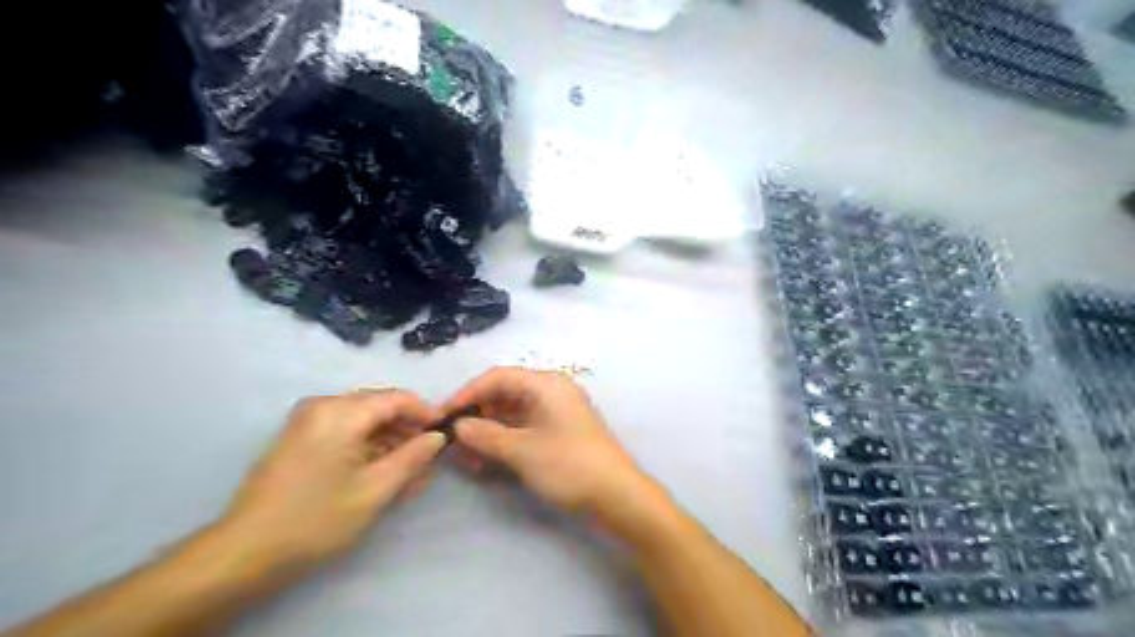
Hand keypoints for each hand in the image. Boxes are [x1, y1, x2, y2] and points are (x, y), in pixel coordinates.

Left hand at [215, 391, 444, 575]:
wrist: (242, 553)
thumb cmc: (315, 519)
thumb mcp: (374, 490)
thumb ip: (412, 457)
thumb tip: (438, 437)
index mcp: (340, 412)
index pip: (397, 398)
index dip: (426, 413)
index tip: (446, 434)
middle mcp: (323, 405)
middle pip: (380, 407)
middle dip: (407, 431)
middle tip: (428, 460)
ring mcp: (308, 420)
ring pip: (364, 421)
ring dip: (390, 442)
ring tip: (409, 473)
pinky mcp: (301, 437)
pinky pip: (346, 431)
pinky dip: (368, 448)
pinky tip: (382, 473)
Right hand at [441, 365, 660, 534]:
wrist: (617, 495)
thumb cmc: (569, 465)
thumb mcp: (522, 451)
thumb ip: (486, 435)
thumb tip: (458, 426)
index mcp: (546, 384)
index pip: (498, 377)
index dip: (468, 393)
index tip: (443, 415)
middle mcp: (552, 392)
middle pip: (505, 394)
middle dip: (477, 415)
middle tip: (453, 440)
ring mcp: (557, 413)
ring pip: (513, 414)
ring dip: (489, 432)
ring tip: (467, 458)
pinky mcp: (559, 433)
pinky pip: (525, 429)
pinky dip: (505, 441)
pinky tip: (488, 462)